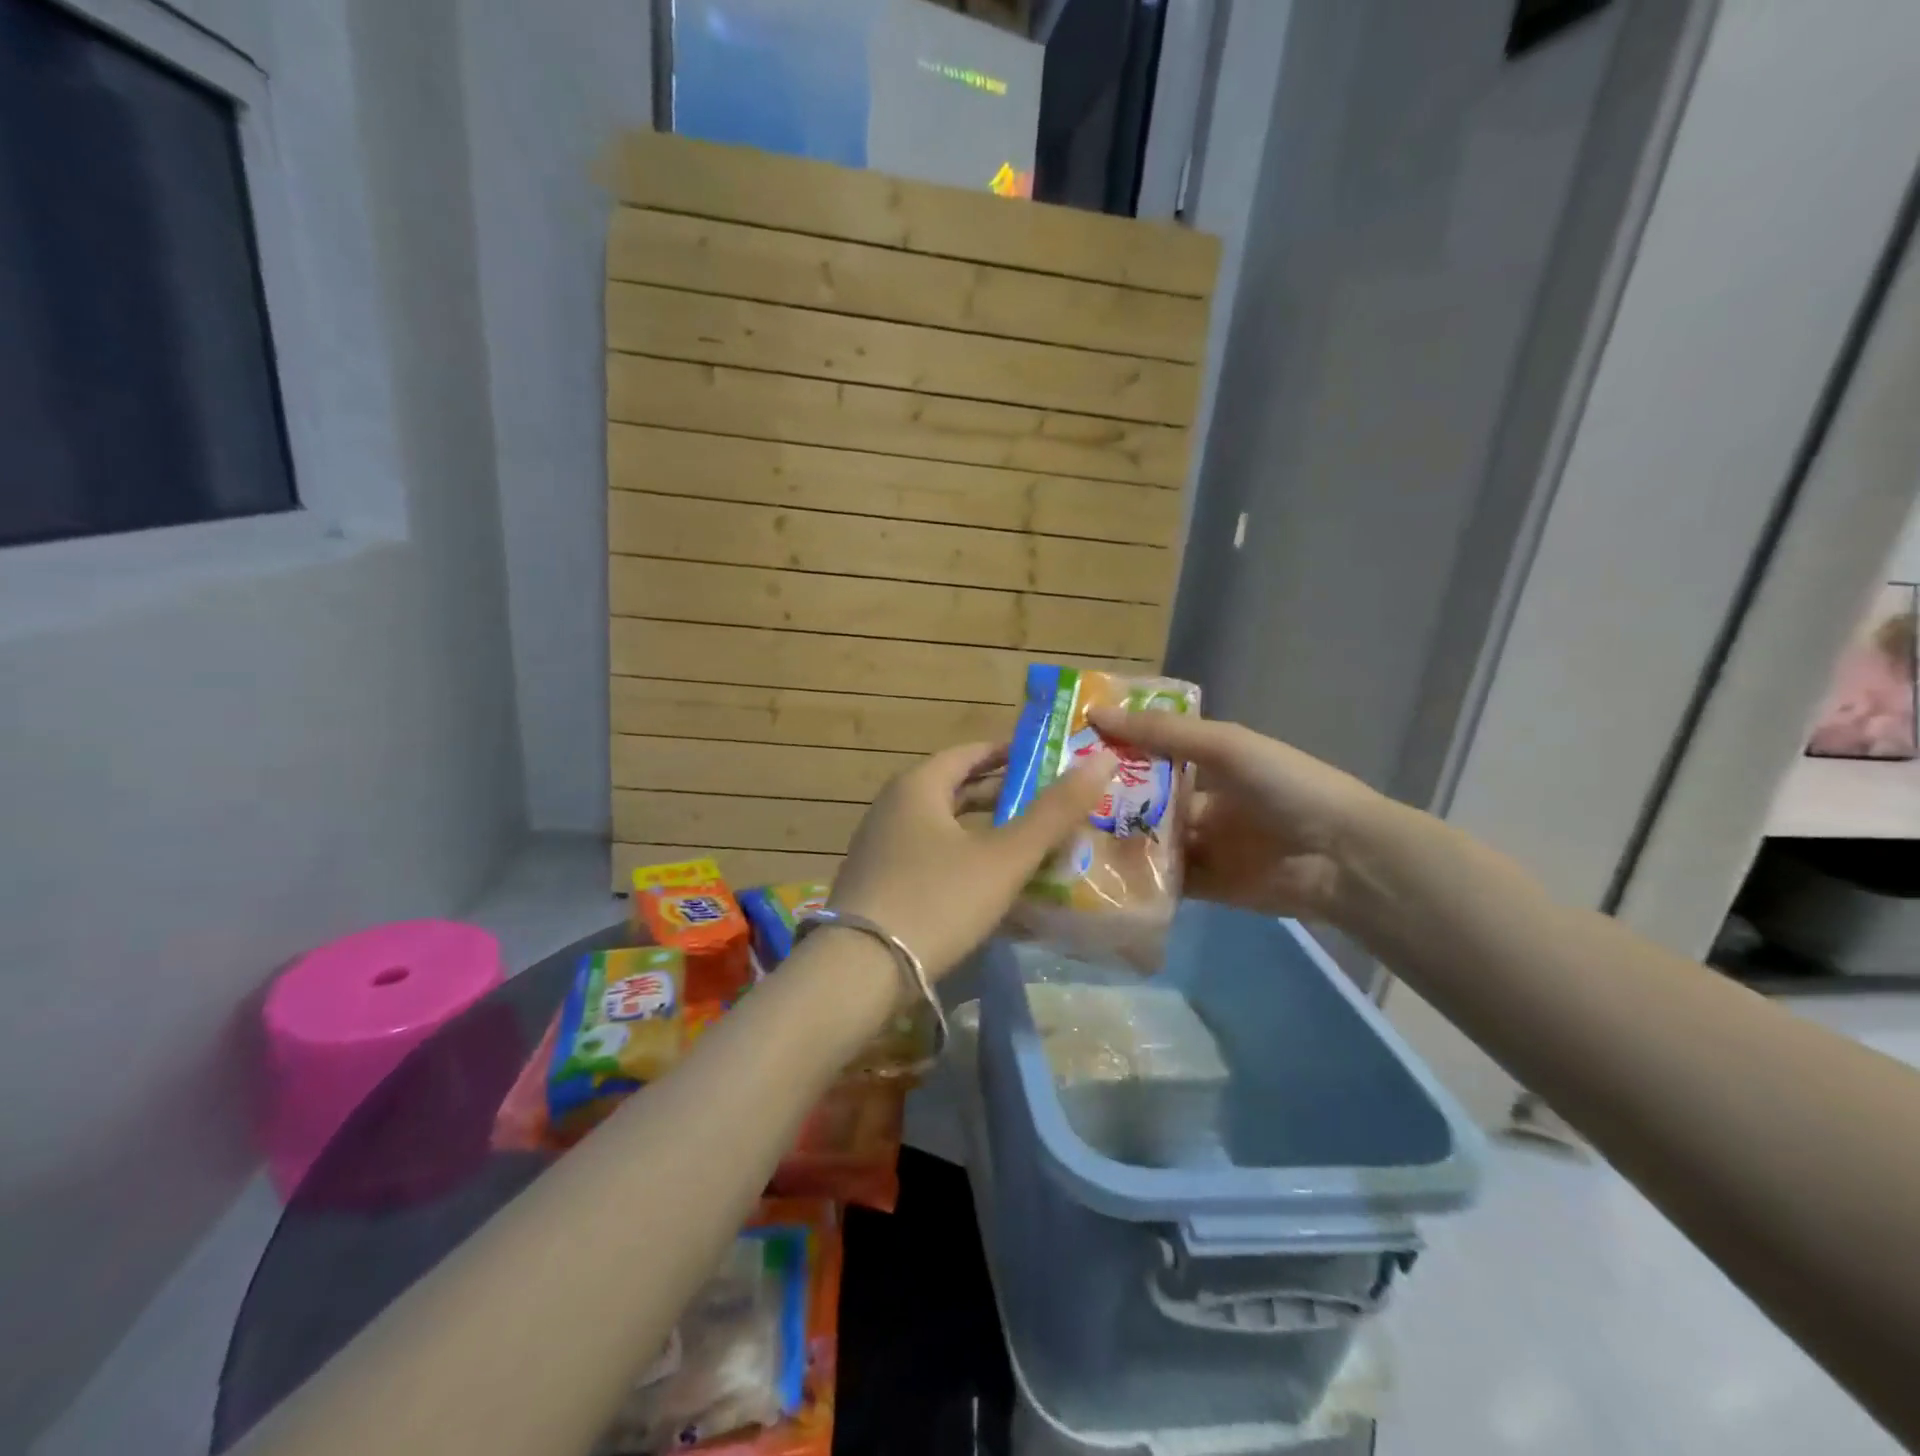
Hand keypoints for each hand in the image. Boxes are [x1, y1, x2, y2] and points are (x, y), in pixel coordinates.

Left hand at [830, 740, 1116, 980]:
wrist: (858, 972)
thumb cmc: (937, 900)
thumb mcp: (1003, 857)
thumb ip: (1053, 812)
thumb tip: (1101, 759)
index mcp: (918, 786)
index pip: (970, 753)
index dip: (1011, 754)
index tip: (1049, 763)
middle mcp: (892, 807)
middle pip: (956, 789)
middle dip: (1002, 796)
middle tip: (1048, 805)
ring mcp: (879, 847)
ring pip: (943, 826)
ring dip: (984, 831)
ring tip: (1026, 844)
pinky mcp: (877, 883)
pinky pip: (928, 856)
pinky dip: (962, 858)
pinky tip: (987, 884)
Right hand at [1087, 708, 1384, 924]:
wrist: (1341, 855)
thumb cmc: (1284, 785)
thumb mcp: (1223, 746)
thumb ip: (1161, 734)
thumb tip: (1095, 714)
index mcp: (1208, 764)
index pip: (1150, 755)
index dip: (1114, 751)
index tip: (1065, 750)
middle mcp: (1200, 803)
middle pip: (1144, 801)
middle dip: (1106, 801)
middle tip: (1055, 801)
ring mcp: (1202, 847)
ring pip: (1148, 842)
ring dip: (1116, 841)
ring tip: (1066, 839)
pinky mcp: (1206, 886)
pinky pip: (1163, 881)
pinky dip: (1137, 879)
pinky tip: (1097, 875)